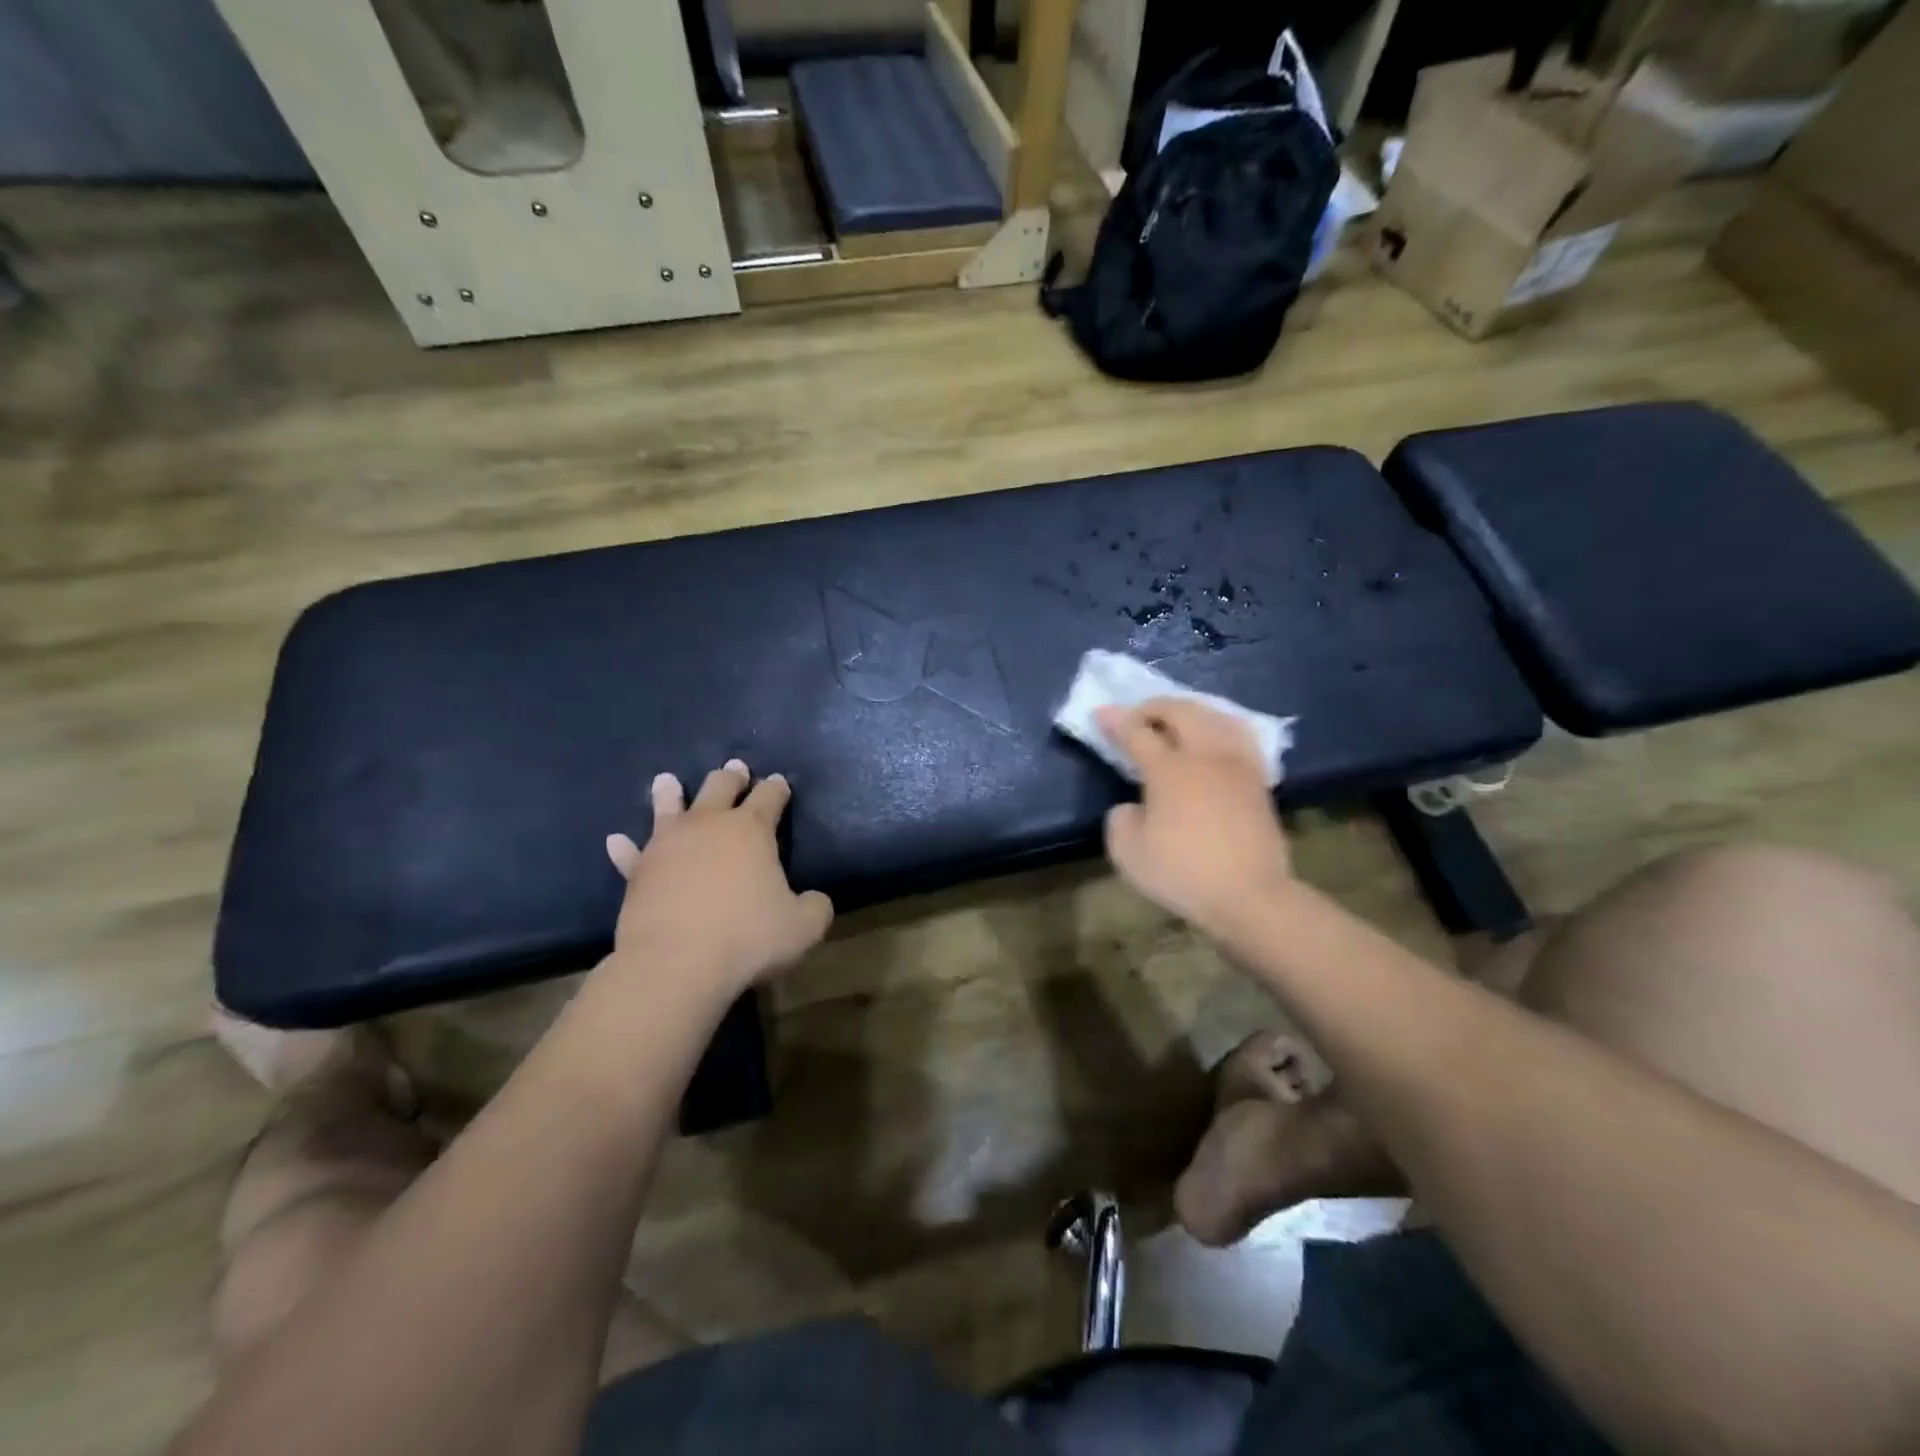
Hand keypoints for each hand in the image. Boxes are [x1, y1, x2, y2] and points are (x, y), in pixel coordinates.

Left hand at [604, 759, 832, 997]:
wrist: (675, 964)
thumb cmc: (746, 938)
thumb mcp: (803, 928)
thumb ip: (815, 907)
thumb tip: (814, 899)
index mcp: (751, 829)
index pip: (769, 795)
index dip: (777, 787)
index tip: (780, 783)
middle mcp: (708, 824)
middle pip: (720, 785)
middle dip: (732, 776)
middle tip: (736, 770)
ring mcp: (667, 844)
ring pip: (668, 806)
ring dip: (671, 792)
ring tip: (668, 781)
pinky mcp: (638, 871)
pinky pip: (630, 854)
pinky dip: (625, 847)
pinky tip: (616, 840)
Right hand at [1098, 699, 1292, 932]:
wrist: (1249, 897)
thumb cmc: (1183, 874)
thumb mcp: (1128, 853)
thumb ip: (1120, 820)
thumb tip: (1134, 807)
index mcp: (1169, 770)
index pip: (1137, 732)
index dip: (1116, 720)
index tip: (1101, 713)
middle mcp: (1204, 756)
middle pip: (1181, 711)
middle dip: (1154, 707)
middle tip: (1137, 717)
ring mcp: (1237, 764)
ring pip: (1215, 716)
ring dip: (1190, 710)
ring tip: (1176, 720)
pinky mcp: (1258, 780)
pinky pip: (1240, 736)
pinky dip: (1221, 725)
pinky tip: (1215, 734)